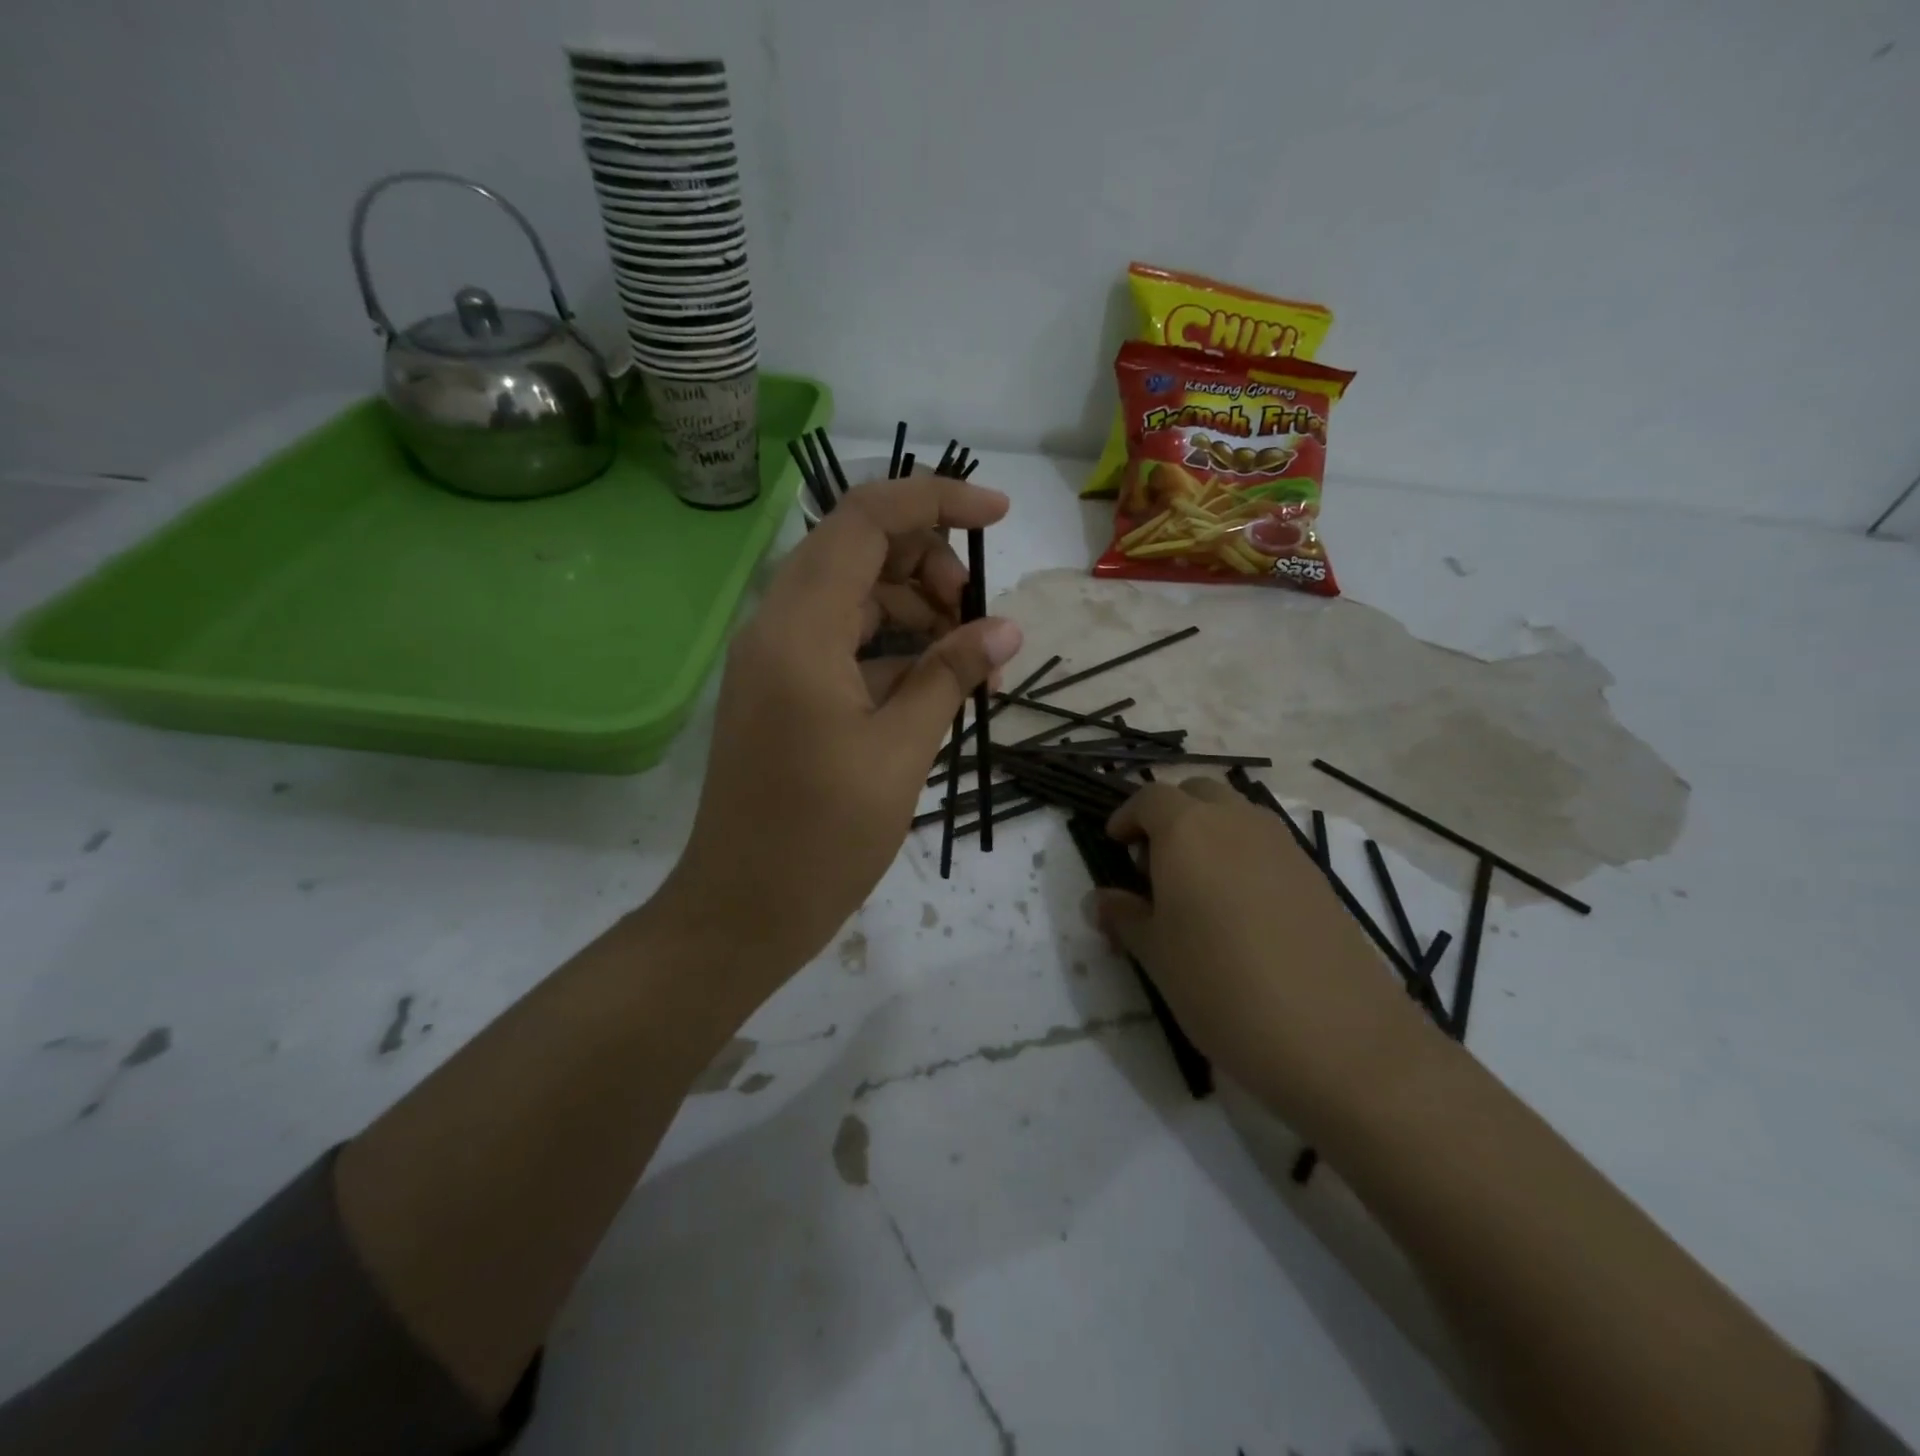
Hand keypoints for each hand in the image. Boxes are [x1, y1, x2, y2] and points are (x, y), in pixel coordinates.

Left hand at [658, 473, 1021, 986]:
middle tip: (980, 624)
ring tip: (971, 667)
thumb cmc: (821, 838)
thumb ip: (951, 676)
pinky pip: (843, 642)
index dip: (935, 500)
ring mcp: (777, 659)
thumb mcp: (902, 752)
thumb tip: (1005, 629)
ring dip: (918, 613)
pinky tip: (935, 688)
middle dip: (932, 567)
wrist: (741, 911)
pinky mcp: (782, 691)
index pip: (866, 519)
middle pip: (861, 551)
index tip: (999, 516)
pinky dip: (893, 651)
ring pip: (855, 597)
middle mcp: (779, 626)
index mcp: (800, 628)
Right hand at [1099, 779, 1424, 1112]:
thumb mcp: (1156, 955)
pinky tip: (1239, 911)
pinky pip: (1266, 845)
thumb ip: (1124, 917)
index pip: (1149, 798)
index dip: (1126, 816)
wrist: (1338, 1038)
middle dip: (1169, 816)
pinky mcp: (1316, 876)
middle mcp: (1237, 822)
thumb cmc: (1222, 987)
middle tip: (1154, 864)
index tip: (1114, 845)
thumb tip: (1100, 900)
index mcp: (1188, 830)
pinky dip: (1242, 856)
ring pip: (1236, 815)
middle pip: (1196, 793)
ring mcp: (1284, 845)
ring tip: (1195, 889)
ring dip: (1208, 832)